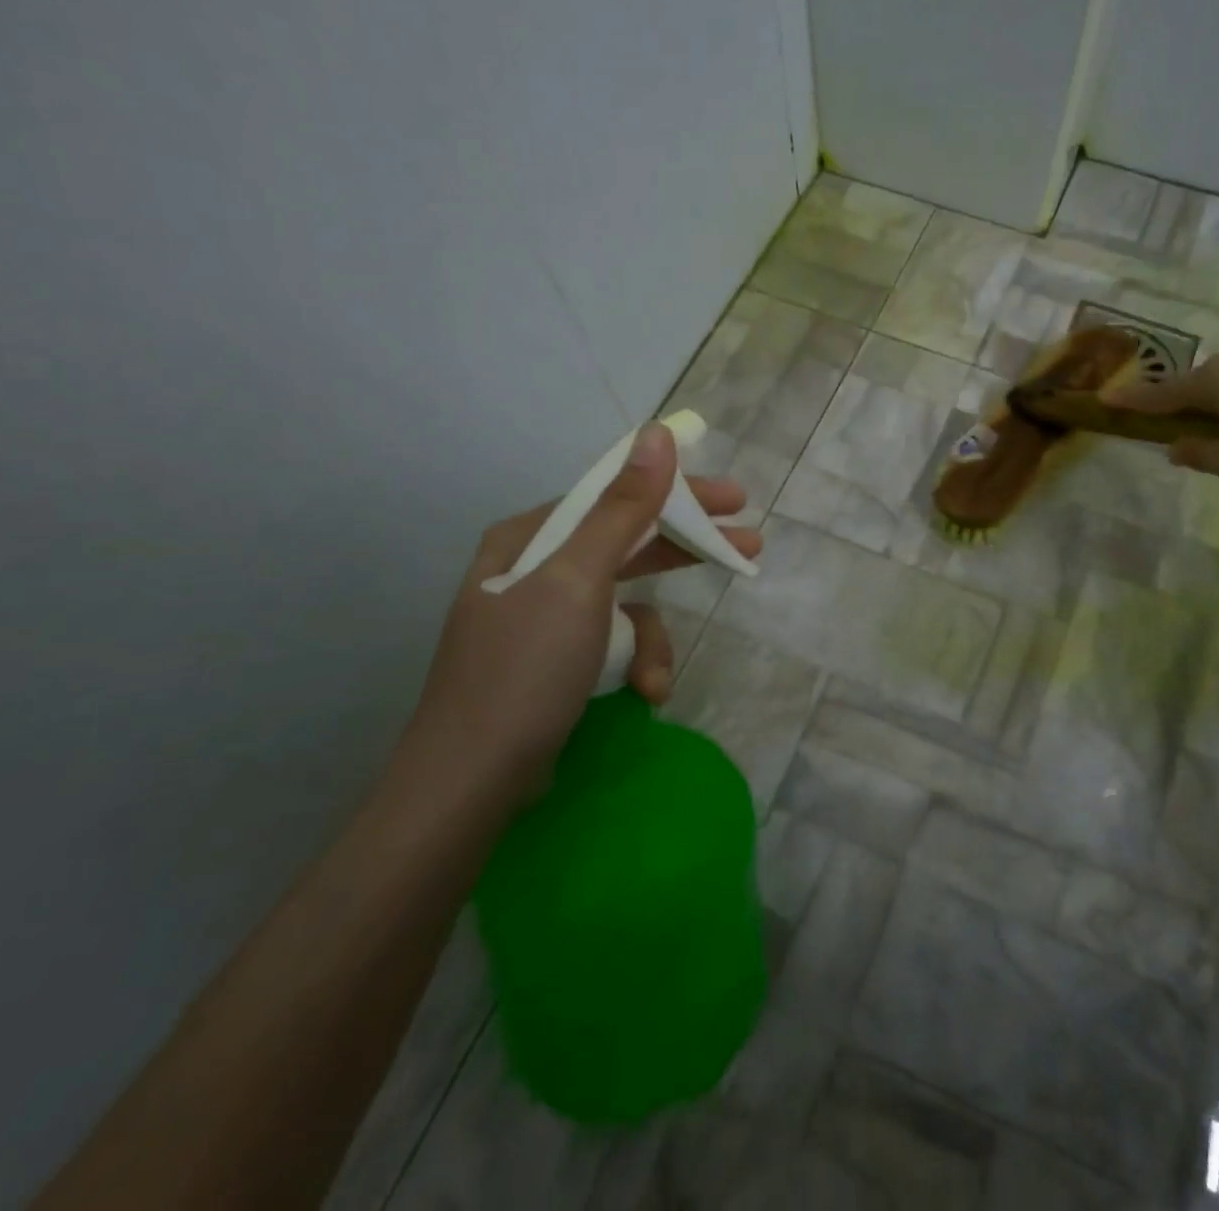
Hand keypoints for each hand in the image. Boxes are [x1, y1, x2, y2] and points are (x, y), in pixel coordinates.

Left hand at [405, 423, 761, 798]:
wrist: (471, 782)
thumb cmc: (524, 670)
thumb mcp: (579, 582)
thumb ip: (623, 508)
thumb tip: (657, 435)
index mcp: (531, 538)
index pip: (616, 495)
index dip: (678, 493)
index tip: (733, 500)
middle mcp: (536, 569)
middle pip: (628, 543)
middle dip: (685, 552)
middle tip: (747, 545)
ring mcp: (546, 618)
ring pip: (627, 603)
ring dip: (651, 638)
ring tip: (657, 676)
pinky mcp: (557, 661)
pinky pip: (613, 642)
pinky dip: (632, 664)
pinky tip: (641, 692)